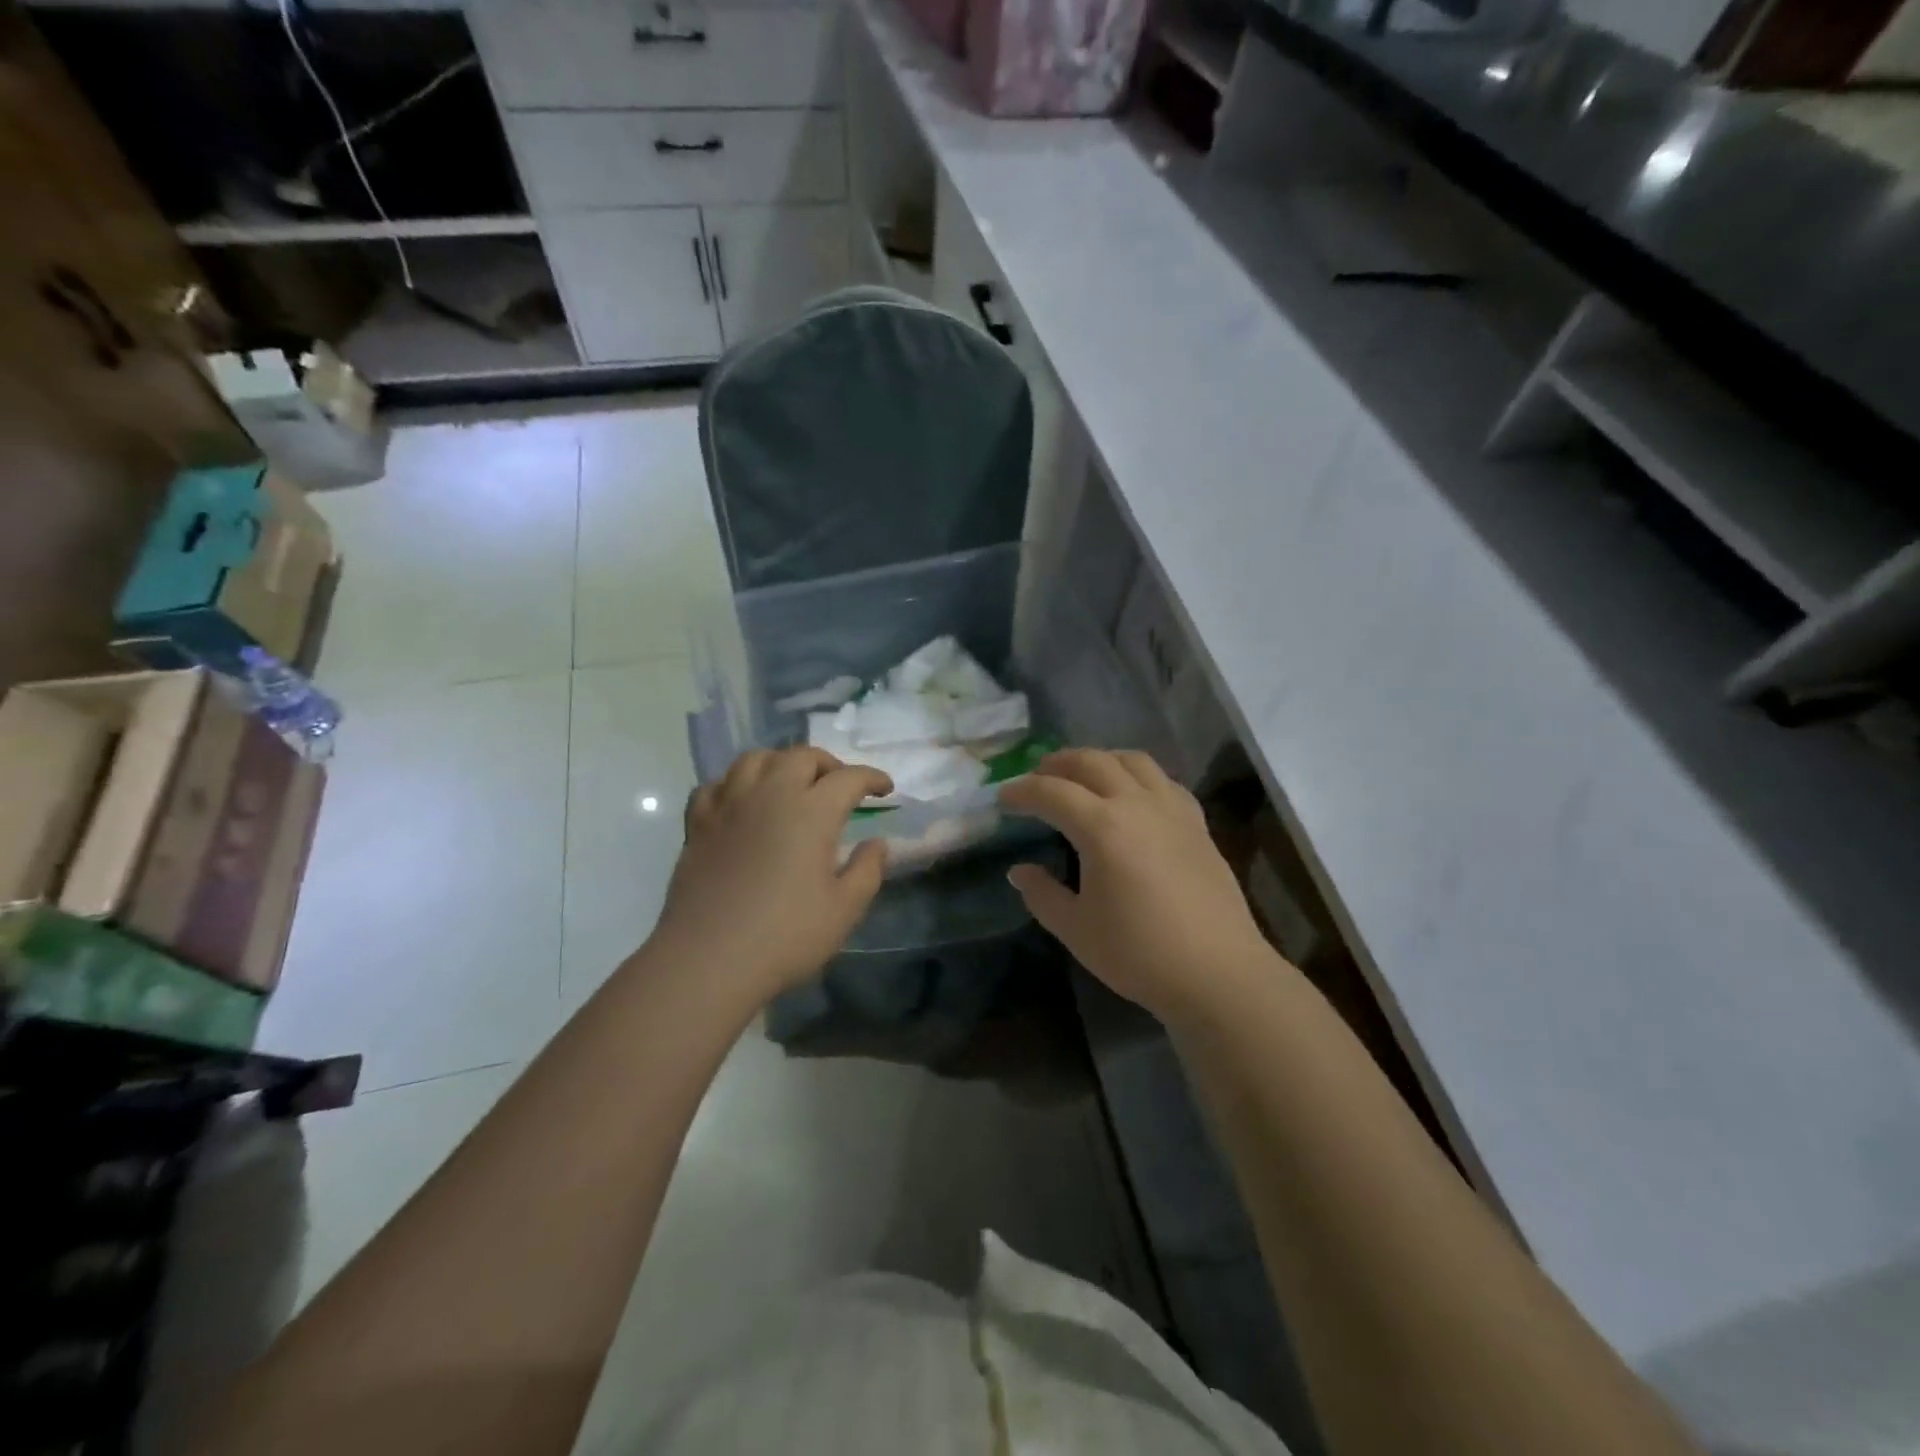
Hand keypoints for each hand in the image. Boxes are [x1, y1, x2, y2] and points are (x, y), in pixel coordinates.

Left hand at [651, 748, 891, 1000]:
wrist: (708, 960)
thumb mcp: (844, 909)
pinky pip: (716, 785)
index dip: (871, 778)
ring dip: (781, 763)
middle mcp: (770, 795)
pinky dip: (735, 784)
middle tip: (839, 786)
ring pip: (755, 759)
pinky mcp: (698, 824)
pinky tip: (742, 803)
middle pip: (801, 756)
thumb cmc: (785, 936)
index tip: (885, 789)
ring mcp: (729, 806)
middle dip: (827, 764)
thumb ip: (867, 870)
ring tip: (791, 784)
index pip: (848, 778)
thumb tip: (877, 843)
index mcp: (811, 811)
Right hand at [1000, 749, 1276, 1023]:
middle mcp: (1137, 804)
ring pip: (1132, 761)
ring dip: (1100, 759)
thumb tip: (1019, 871)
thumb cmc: (1139, 953)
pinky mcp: (1197, 823)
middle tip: (1037, 778)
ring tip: (1084, 776)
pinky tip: (1133, 796)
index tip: (1003, 797)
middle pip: (1092, 762)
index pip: (1052, 793)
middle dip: (1058, 763)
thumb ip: (1042, 894)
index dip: (1022, 791)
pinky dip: (1138, 776)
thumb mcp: (1076, 929)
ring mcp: (1172, 810)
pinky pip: (1163, 781)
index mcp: (1102, 827)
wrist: (1217, 972)